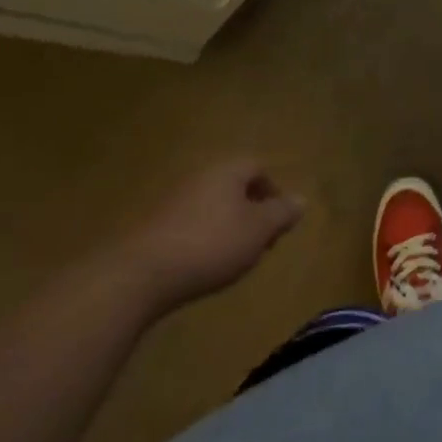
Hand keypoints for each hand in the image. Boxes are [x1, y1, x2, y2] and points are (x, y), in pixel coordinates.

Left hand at [138, 159, 304, 301]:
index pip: (258, 167)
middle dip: (251, 211)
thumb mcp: (258, 231)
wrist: (140, 274)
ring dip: (227, 226)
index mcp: (227, 170)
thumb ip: (282, 213)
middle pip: (234, 186)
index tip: (278, 222)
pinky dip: (202, 238)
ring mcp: (174, 199)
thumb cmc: (211, 245)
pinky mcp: (154, 225)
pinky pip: (190, 224)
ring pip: (212, 205)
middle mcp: (200, 176)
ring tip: (232, 258)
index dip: (273, 192)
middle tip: (259, 243)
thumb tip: (301, 199)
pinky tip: (202, 265)